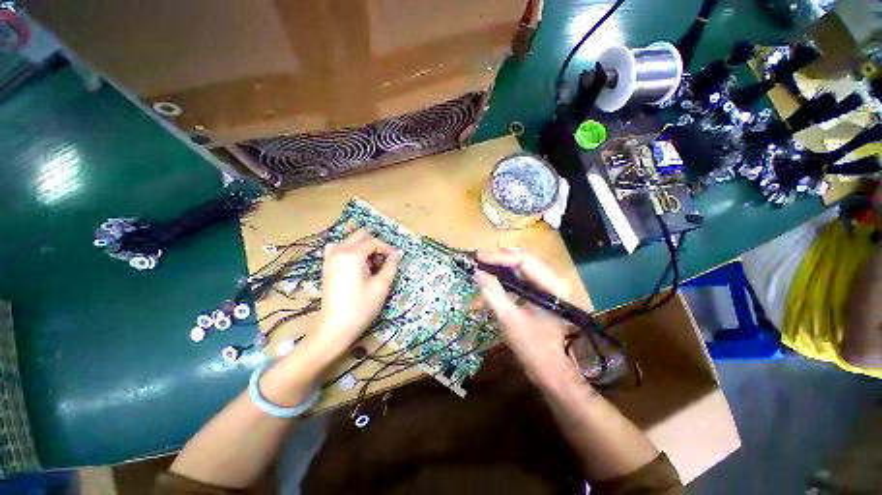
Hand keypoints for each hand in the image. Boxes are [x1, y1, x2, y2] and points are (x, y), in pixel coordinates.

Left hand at [313, 229, 401, 357]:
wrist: (335, 327)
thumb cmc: (361, 306)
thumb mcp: (381, 286)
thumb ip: (390, 266)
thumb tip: (396, 255)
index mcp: (352, 254)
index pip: (373, 242)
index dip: (387, 248)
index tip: (395, 259)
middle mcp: (338, 251)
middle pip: (360, 236)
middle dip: (375, 245)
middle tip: (384, 260)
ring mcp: (329, 259)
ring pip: (348, 241)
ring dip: (362, 247)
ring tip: (371, 263)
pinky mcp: (326, 267)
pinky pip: (339, 250)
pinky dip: (350, 251)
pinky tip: (357, 265)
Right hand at [474, 249, 580, 380]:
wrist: (551, 370)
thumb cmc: (532, 347)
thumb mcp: (508, 318)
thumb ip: (492, 291)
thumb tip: (477, 272)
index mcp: (554, 286)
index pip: (524, 260)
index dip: (499, 257)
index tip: (478, 257)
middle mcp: (557, 279)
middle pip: (526, 258)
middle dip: (501, 257)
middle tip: (480, 259)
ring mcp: (553, 285)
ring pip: (526, 264)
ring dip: (504, 263)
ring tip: (485, 264)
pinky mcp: (546, 291)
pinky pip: (526, 275)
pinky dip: (509, 273)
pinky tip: (496, 275)